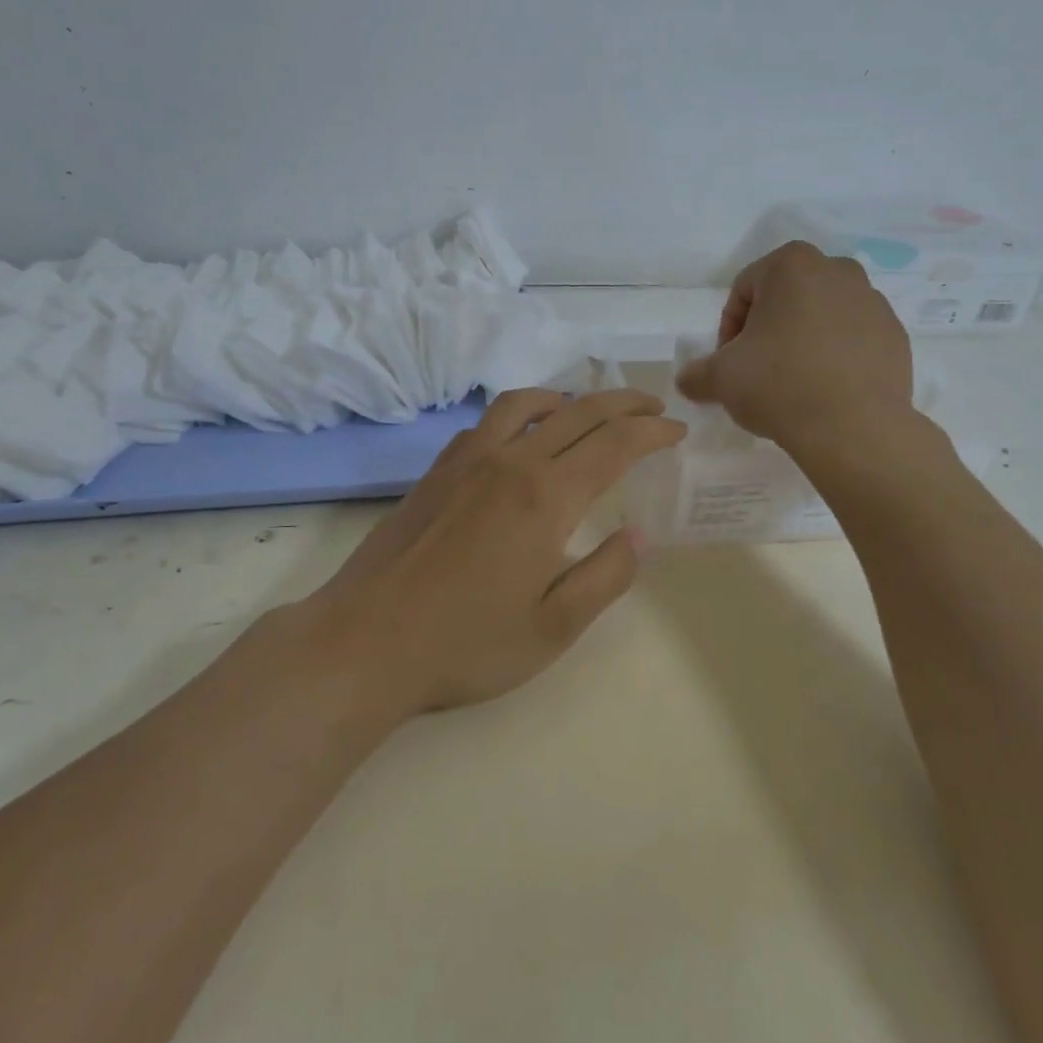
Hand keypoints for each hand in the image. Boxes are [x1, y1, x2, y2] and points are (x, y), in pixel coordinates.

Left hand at [309, 389, 686, 715]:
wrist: (366, 641)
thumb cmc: (465, 644)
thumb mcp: (552, 629)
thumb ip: (604, 577)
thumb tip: (638, 535)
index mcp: (545, 497)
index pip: (614, 445)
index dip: (652, 433)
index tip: (677, 432)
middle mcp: (509, 462)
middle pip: (578, 413)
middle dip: (623, 405)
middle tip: (652, 409)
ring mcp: (466, 460)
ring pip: (526, 405)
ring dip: (568, 398)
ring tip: (589, 410)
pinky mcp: (436, 470)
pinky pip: (487, 421)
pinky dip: (520, 412)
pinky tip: (521, 434)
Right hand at [676, 242, 913, 450]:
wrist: (854, 428)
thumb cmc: (778, 384)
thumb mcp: (720, 378)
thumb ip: (696, 373)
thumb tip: (688, 380)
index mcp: (792, 265)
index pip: (744, 290)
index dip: (729, 328)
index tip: (729, 362)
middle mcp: (838, 271)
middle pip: (786, 299)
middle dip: (768, 330)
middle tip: (757, 369)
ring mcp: (874, 302)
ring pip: (822, 317)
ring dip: (802, 341)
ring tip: (792, 383)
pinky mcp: (896, 337)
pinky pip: (853, 340)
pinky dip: (835, 357)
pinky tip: (824, 390)